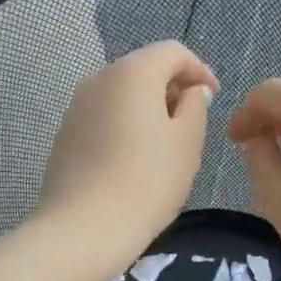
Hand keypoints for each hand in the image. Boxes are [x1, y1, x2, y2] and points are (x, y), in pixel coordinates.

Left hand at [36, 41, 218, 265]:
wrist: (83, 229)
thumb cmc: (147, 181)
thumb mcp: (187, 142)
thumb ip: (196, 106)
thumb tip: (192, 91)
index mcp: (132, 72)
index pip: (172, 52)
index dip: (199, 69)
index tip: (214, 97)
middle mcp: (99, 78)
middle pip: (144, 68)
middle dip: (172, 88)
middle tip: (194, 121)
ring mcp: (76, 106)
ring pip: (122, 93)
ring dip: (148, 108)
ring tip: (166, 144)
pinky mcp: (66, 134)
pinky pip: (104, 116)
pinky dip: (125, 125)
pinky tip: (135, 159)